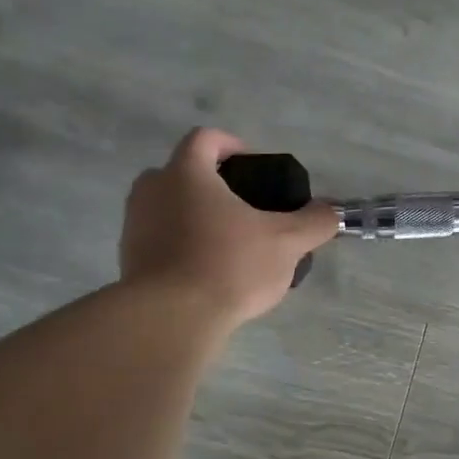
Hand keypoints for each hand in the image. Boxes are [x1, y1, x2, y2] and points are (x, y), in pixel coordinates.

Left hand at [120, 128, 336, 325]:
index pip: (205, 138)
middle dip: (213, 185)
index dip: (232, 145)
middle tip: (243, 208)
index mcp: (186, 173)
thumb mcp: (285, 243)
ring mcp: (134, 225)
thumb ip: (314, 222)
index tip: (253, 167)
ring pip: (168, 208)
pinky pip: (158, 240)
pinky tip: (206, 273)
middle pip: (182, 172)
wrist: (169, 320)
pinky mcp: (128, 260)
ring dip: (195, 217)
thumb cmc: (228, 266)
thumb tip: (330, 212)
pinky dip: (181, 246)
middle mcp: (152, 190)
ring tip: (228, 244)